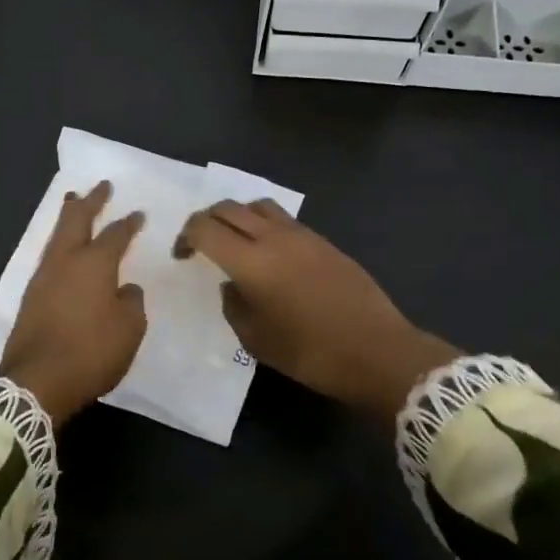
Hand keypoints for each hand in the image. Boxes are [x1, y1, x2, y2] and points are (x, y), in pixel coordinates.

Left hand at [1, 181, 146, 424]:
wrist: (37, 382)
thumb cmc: (91, 352)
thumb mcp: (129, 330)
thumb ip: (131, 303)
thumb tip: (123, 290)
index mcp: (94, 264)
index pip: (115, 235)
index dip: (128, 223)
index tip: (138, 213)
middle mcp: (65, 262)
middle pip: (75, 220)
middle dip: (89, 201)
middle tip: (100, 186)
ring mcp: (42, 278)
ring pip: (56, 237)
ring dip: (68, 218)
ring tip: (73, 204)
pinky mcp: (30, 297)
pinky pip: (48, 258)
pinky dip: (59, 244)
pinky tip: (62, 250)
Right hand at [173, 199, 457, 422]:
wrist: (377, 350)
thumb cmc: (311, 353)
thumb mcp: (257, 341)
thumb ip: (234, 306)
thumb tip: (231, 284)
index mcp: (251, 262)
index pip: (205, 228)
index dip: (186, 237)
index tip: (183, 256)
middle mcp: (274, 238)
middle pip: (228, 208)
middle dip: (206, 220)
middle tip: (200, 244)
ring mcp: (302, 235)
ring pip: (258, 205)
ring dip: (237, 216)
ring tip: (235, 242)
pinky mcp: (323, 241)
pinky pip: (284, 220)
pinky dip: (264, 225)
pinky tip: (268, 254)